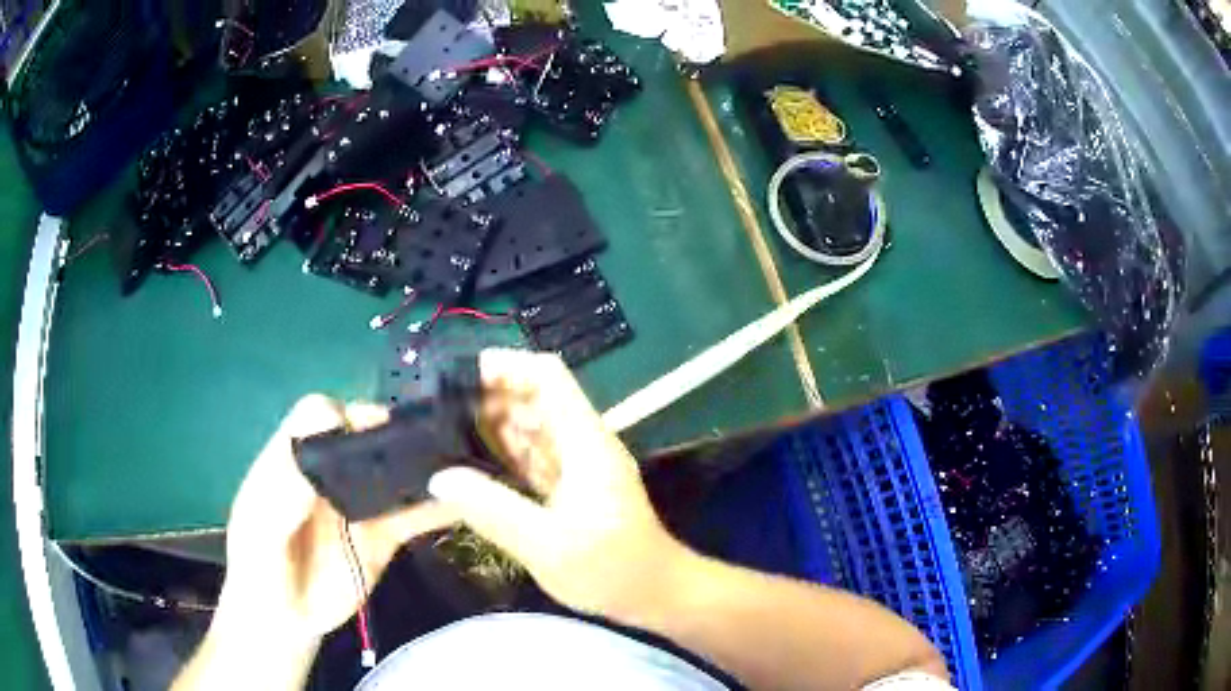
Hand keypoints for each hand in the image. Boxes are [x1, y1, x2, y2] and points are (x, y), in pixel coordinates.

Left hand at [220, 395, 456, 640]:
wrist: (286, 620)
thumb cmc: (261, 569)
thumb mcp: (261, 531)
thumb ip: (285, 490)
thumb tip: (322, 443)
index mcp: (292, 460)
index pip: (316, 415)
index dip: (341, 416)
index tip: (367, 433)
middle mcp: (328, 474)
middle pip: (361, 434)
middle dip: (391, 434)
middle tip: (422, 447)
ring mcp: (358, 504)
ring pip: (392, 470)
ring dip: (421, 466)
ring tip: (456, 469)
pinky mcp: (383, 535)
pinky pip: (412, 516)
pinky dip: (437, 509)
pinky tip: (462, 507)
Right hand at [427, 349, 691, 622]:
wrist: (654, 594)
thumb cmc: (611, 569)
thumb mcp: (547, 544)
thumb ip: (494, 510)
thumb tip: (440, 478)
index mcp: (585, 441)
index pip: (548, 378)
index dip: (506, 366)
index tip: (460, 375)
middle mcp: (582, 443)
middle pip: (536, 398)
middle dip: (491, 396)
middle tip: (441, 411)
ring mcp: (578, 465)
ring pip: (532, 427)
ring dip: (494, 425)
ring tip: (447, 433)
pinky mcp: (571, 487)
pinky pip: (533, 457)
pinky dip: (505, 454)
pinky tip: (473, 465)